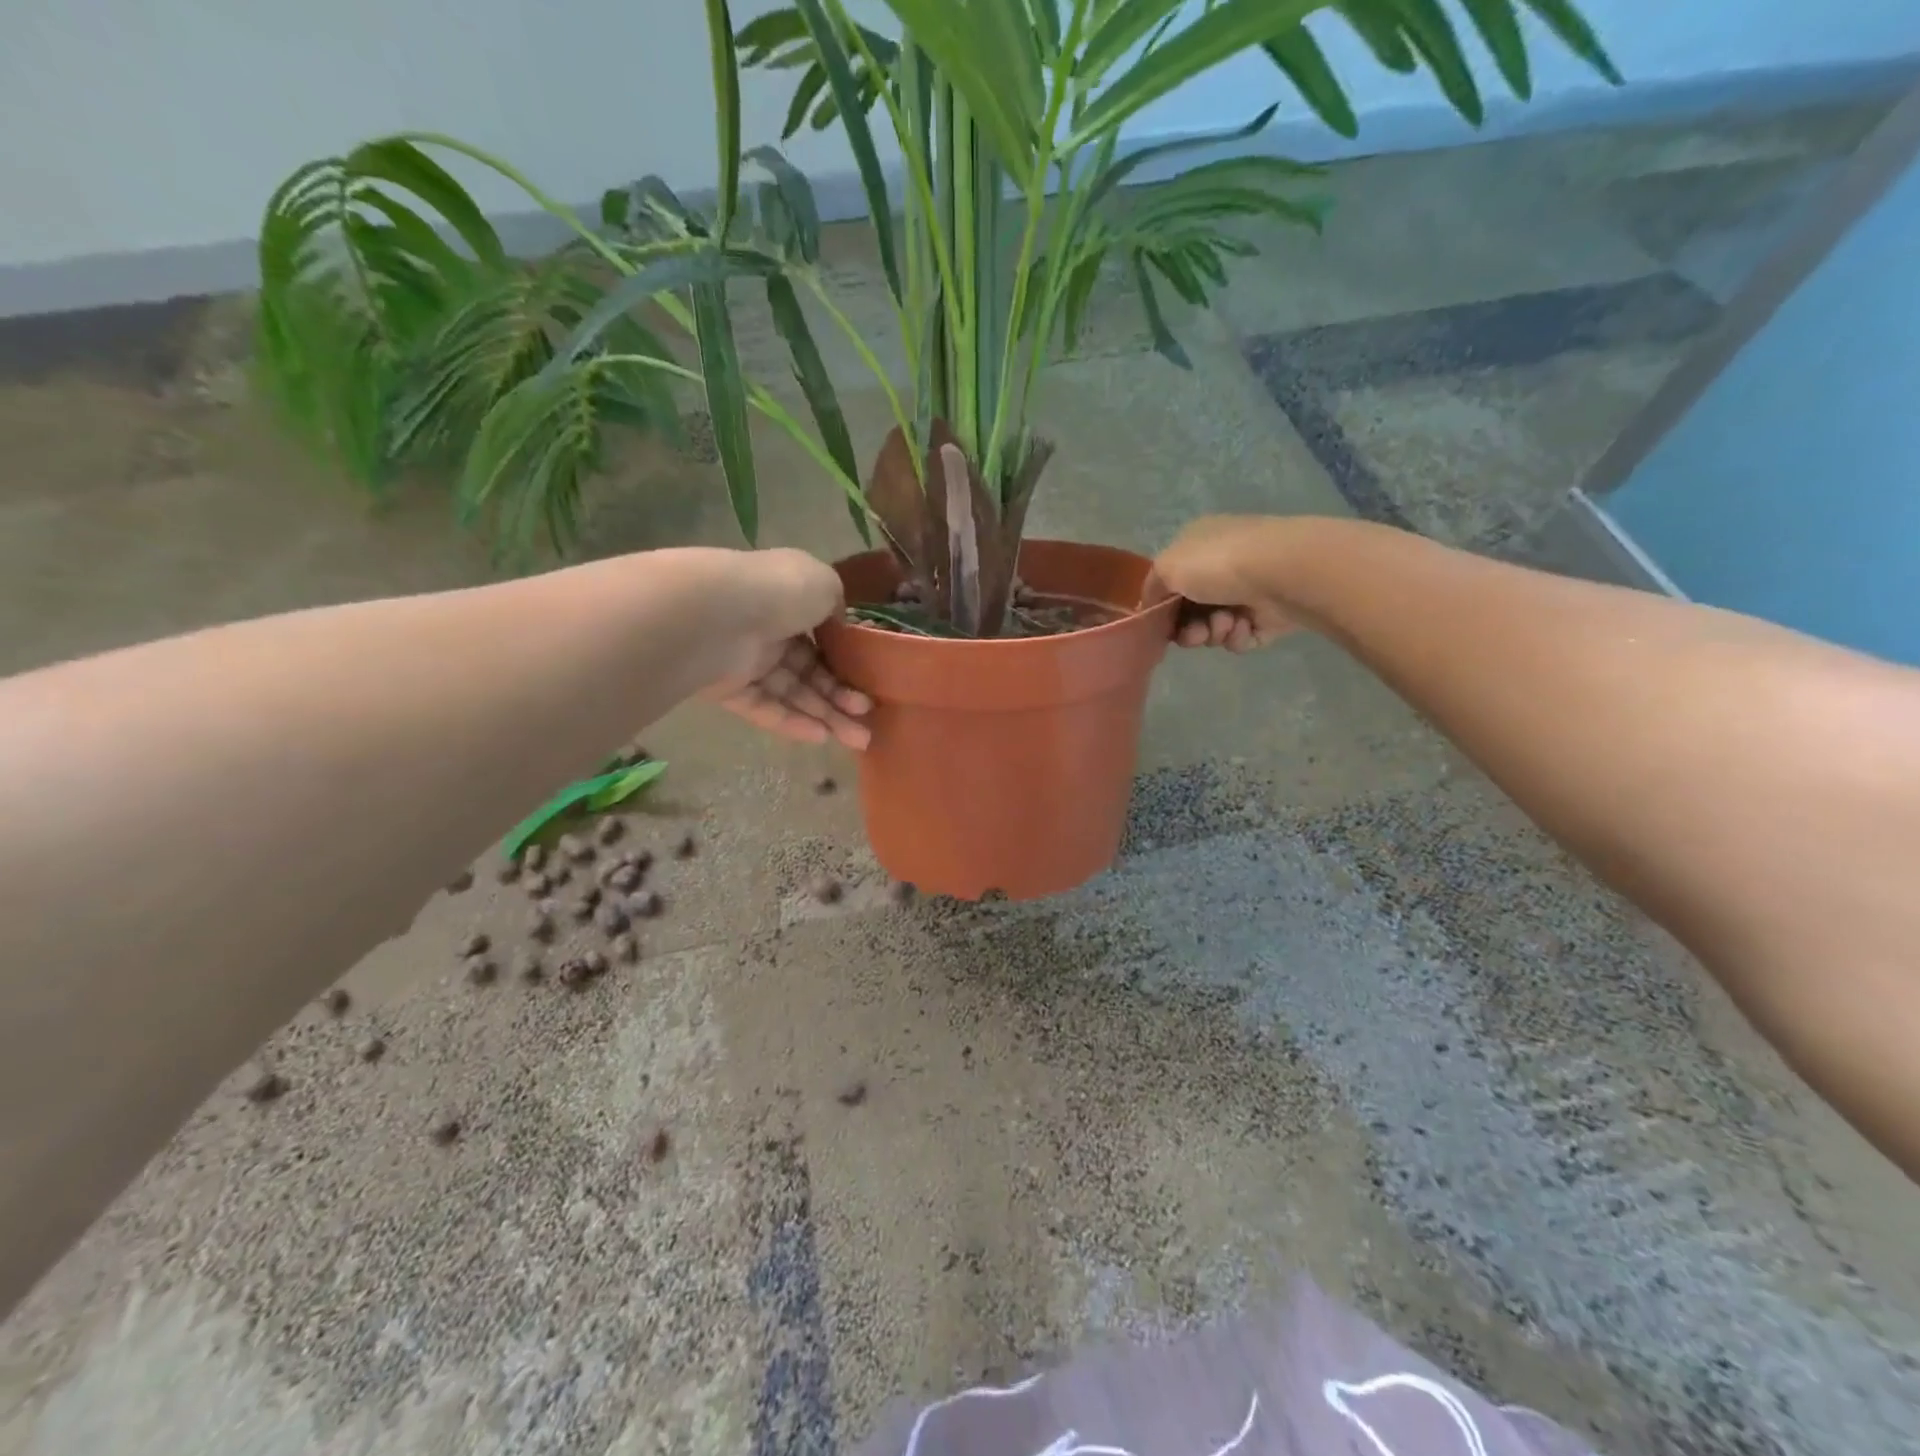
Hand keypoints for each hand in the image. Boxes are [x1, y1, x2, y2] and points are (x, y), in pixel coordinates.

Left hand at [701, 548, 871, 750]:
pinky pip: (766, 707)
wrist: (719, 615)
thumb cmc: (779, 592)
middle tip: (866, 718)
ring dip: (826, 715)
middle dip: (841, 696)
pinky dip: (792, 723)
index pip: (821, 634)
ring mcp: (747, 660)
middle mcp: (769, 628)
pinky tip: (821, 737)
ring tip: (858, 739)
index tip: (869, 680)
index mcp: (789, 597)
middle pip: (810, 669)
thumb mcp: (824, 584)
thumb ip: (836, 604)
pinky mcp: (729, 689)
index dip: (846, 659)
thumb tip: (837, 624)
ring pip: (793, 692)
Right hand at [1142, 516, 1297, 651]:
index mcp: (1198, 545)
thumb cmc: (1218, 564)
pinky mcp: (1269, 616)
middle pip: (1192, 610)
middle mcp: (1222, 564)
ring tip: (1226, 624)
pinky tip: (1244, 628)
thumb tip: (1152, 605)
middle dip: (1189, 627)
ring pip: (1214, 626)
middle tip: (1195, 634)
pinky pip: (1241, 637)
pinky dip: (1238, 637)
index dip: (1163, 607)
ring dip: (1213, 632)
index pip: (1172, 581)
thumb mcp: (1166, 567)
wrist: (1282, 573)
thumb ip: (1151, 588)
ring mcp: (1248, 590)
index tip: (1161, 624)